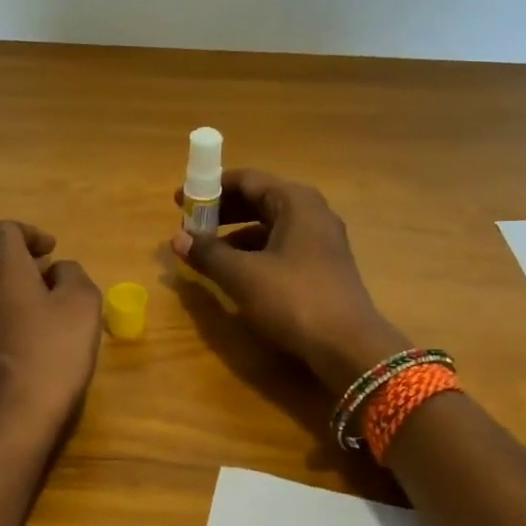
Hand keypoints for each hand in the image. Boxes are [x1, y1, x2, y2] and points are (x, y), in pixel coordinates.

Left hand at [0, 221, 102, 442]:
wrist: (10, 419)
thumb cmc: (54, 356)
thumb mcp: (84, 306)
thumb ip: (73, 274)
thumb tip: (57, 269)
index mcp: (4, 266)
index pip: (7, 229)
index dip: (31, 235)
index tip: (51, 252)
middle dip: (11, 258)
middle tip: (38, 279)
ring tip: (10, 305)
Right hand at [172, 169, 409, 396]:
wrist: (347, 345)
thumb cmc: (293, 298)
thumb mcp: (242, 275)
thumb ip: (208, 253)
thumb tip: (177, 238)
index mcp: (295, 201)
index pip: (246, 180)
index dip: (210, 188)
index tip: (181, 201)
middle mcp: (312, 212)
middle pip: (259, 200)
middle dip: (222, 211)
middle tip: (190, 225)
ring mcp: (321, 240)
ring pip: (270, 226)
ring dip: (235, 234)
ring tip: (206, 251)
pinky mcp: (322, 266)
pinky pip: (281, 247)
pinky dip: (254, 253)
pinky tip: (235, 272)